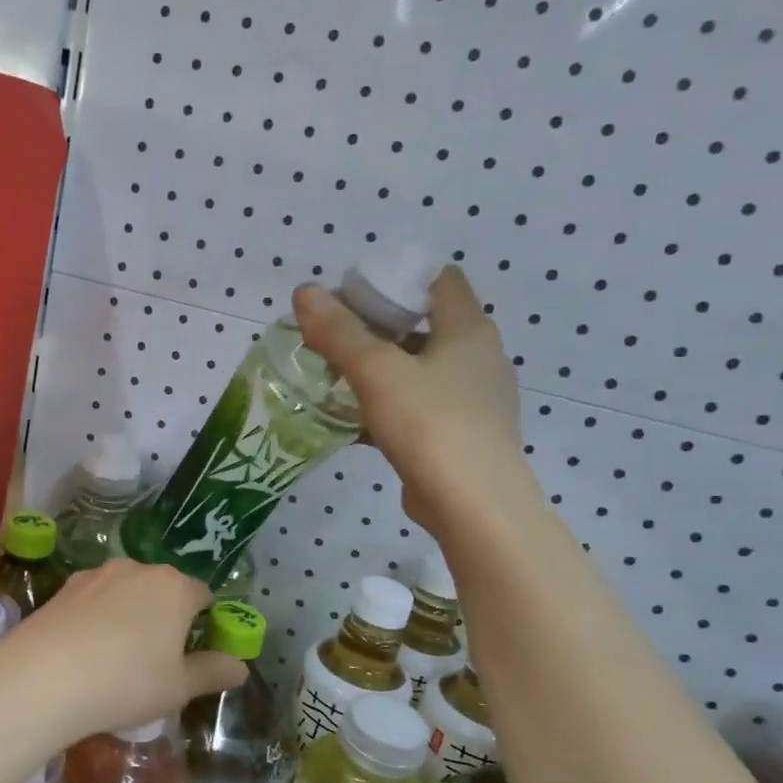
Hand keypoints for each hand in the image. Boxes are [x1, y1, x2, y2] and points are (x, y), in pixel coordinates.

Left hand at [0, 560, 244, 750]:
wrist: (43, 677)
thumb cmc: (127, 682)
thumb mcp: (178, 688)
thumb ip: (212, 672)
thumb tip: (240, 667)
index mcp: (175, 588)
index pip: (203, 596)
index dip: (204, 623)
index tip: (195, 653)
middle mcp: (139, 569)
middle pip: (164, 590)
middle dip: (166, 617)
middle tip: (158, 660)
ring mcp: (98, 574)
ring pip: (127, 592)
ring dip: (130, 615)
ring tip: (118, 658)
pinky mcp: (65, 586)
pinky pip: (95, 600)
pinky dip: (99, 618)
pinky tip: (87, 651)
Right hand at [293, 266, 528, 535]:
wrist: (473, 505)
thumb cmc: (430, 424)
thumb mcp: (377, 372)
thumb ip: (339, 332)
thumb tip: (304, 292)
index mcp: (468, 329)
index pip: (439, 280)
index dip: (398, 277)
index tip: (354, 291)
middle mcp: (477, 358)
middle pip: (424, 324)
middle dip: (377, 326)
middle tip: (332, 334)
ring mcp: (472, 399)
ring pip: (418, 369)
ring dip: (379, 368)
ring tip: (333, 374)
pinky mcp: (458, 434)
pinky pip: (417, 406)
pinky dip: (386, 404)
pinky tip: (350, 417)